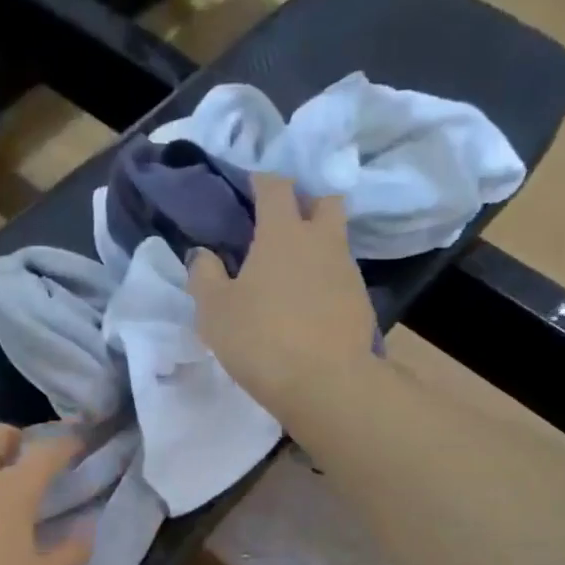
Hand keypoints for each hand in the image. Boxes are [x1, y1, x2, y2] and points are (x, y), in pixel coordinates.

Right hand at [187, 173, 378, 430]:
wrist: (325, 383)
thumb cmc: (259, 338)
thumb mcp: (214, 310)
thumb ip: (205, 276)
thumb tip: (203, 254)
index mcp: (283, 233)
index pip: (276, 186)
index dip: (262, 181)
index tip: (251, 186)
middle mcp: (321, 241)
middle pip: (324, 201)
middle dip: (305, 203)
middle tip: (283, 224)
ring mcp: (347, 270)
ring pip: (335, 240)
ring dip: (316, 244)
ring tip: (292, 271)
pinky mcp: (360, 301)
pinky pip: (341, 276)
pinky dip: (325, 280)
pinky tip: (309, 304)